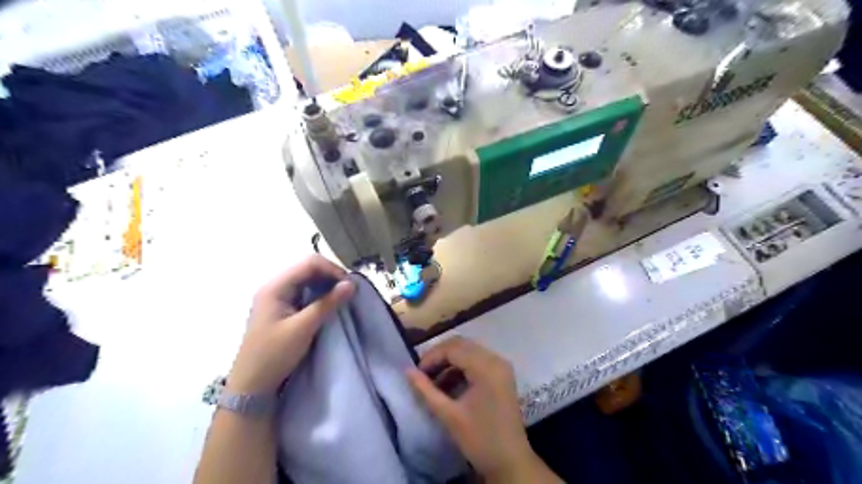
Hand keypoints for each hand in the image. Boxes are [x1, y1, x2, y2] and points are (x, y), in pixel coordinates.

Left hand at [226, 255, 354, 394]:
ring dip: (327, 286)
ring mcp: (278, 298)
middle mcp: (275, 287)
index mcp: (275, 287)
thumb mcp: (303, 328)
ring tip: (342, 298)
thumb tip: (351, 284)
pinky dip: (320, 295)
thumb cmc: (274, 355)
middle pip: (308, 269)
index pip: (309, 263)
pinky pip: (305, 293)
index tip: (350, 286)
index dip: (332, 269)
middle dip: (331, 277)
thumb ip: (327, 303)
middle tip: (348, 292)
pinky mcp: (282, 309)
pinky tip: (329, 305)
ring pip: (308, 281)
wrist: (251, 386)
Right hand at [406, 338, 550, 481]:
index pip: (453, 348)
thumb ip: (426, 390)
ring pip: (469, 351)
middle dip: (439, 356)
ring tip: (433, 381)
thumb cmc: (480, 439)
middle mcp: (496, 360)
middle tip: (423, 373)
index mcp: (486, 368)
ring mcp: (501, 366)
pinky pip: (477, 360)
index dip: (432, 357)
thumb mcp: (449, 415)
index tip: (416, 373)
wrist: (511, 462)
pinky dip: (461, 367)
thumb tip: (407, 370)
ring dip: (449, 361)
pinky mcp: (501, 374)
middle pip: (461, 345)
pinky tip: (448, 384)